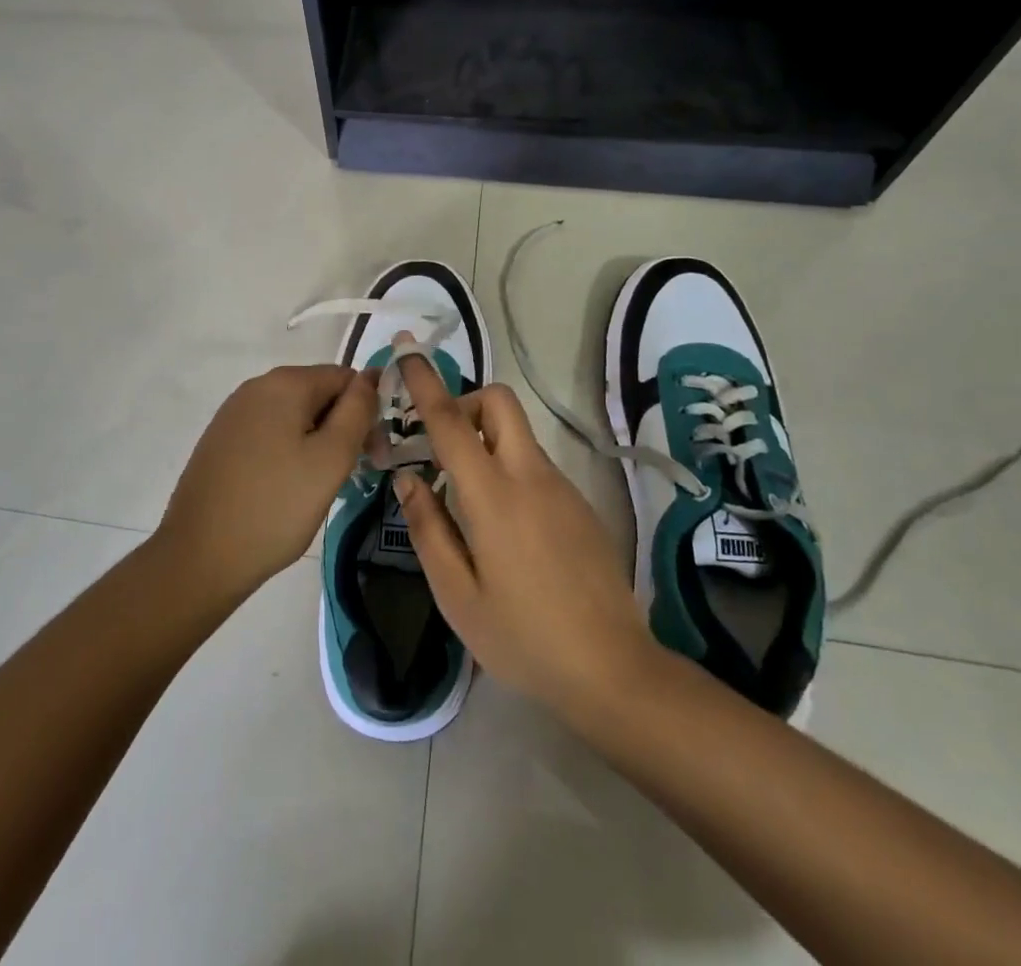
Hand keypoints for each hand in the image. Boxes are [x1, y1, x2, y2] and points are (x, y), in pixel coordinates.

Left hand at [157, 364, 376, 602]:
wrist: (199, 557)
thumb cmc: (275, 507)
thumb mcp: (331, 459)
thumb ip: (358, 411)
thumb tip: (371, 376)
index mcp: (284, 383)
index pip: (345, 378)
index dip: (366, 412)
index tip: (371, 455)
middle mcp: (256, 387)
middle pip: (318, 394)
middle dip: (341, 427)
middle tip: (349, 475)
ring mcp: (233, 413)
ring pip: (294, 416)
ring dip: (316, 442)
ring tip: (317, 487)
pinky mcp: (221, 440)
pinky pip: (269, 433)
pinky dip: (288, 452)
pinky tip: (286, 489)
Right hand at [391, 356, 654, 715]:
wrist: (613, 669)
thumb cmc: (523, 638)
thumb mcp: (457, 595)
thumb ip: (427, 528)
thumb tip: (408, 477)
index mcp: (494, 495)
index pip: (451, 422)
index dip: (425, 383)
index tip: (407, 351)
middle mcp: (530, 476)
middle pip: (498, 402)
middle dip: (464, 402)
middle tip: (439, 445)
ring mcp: (561, 487)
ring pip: (517, 433)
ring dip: (484, 439)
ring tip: (462, 496)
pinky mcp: (580, 504)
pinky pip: (534, 464)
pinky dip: (508, 467)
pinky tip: (503, 527)